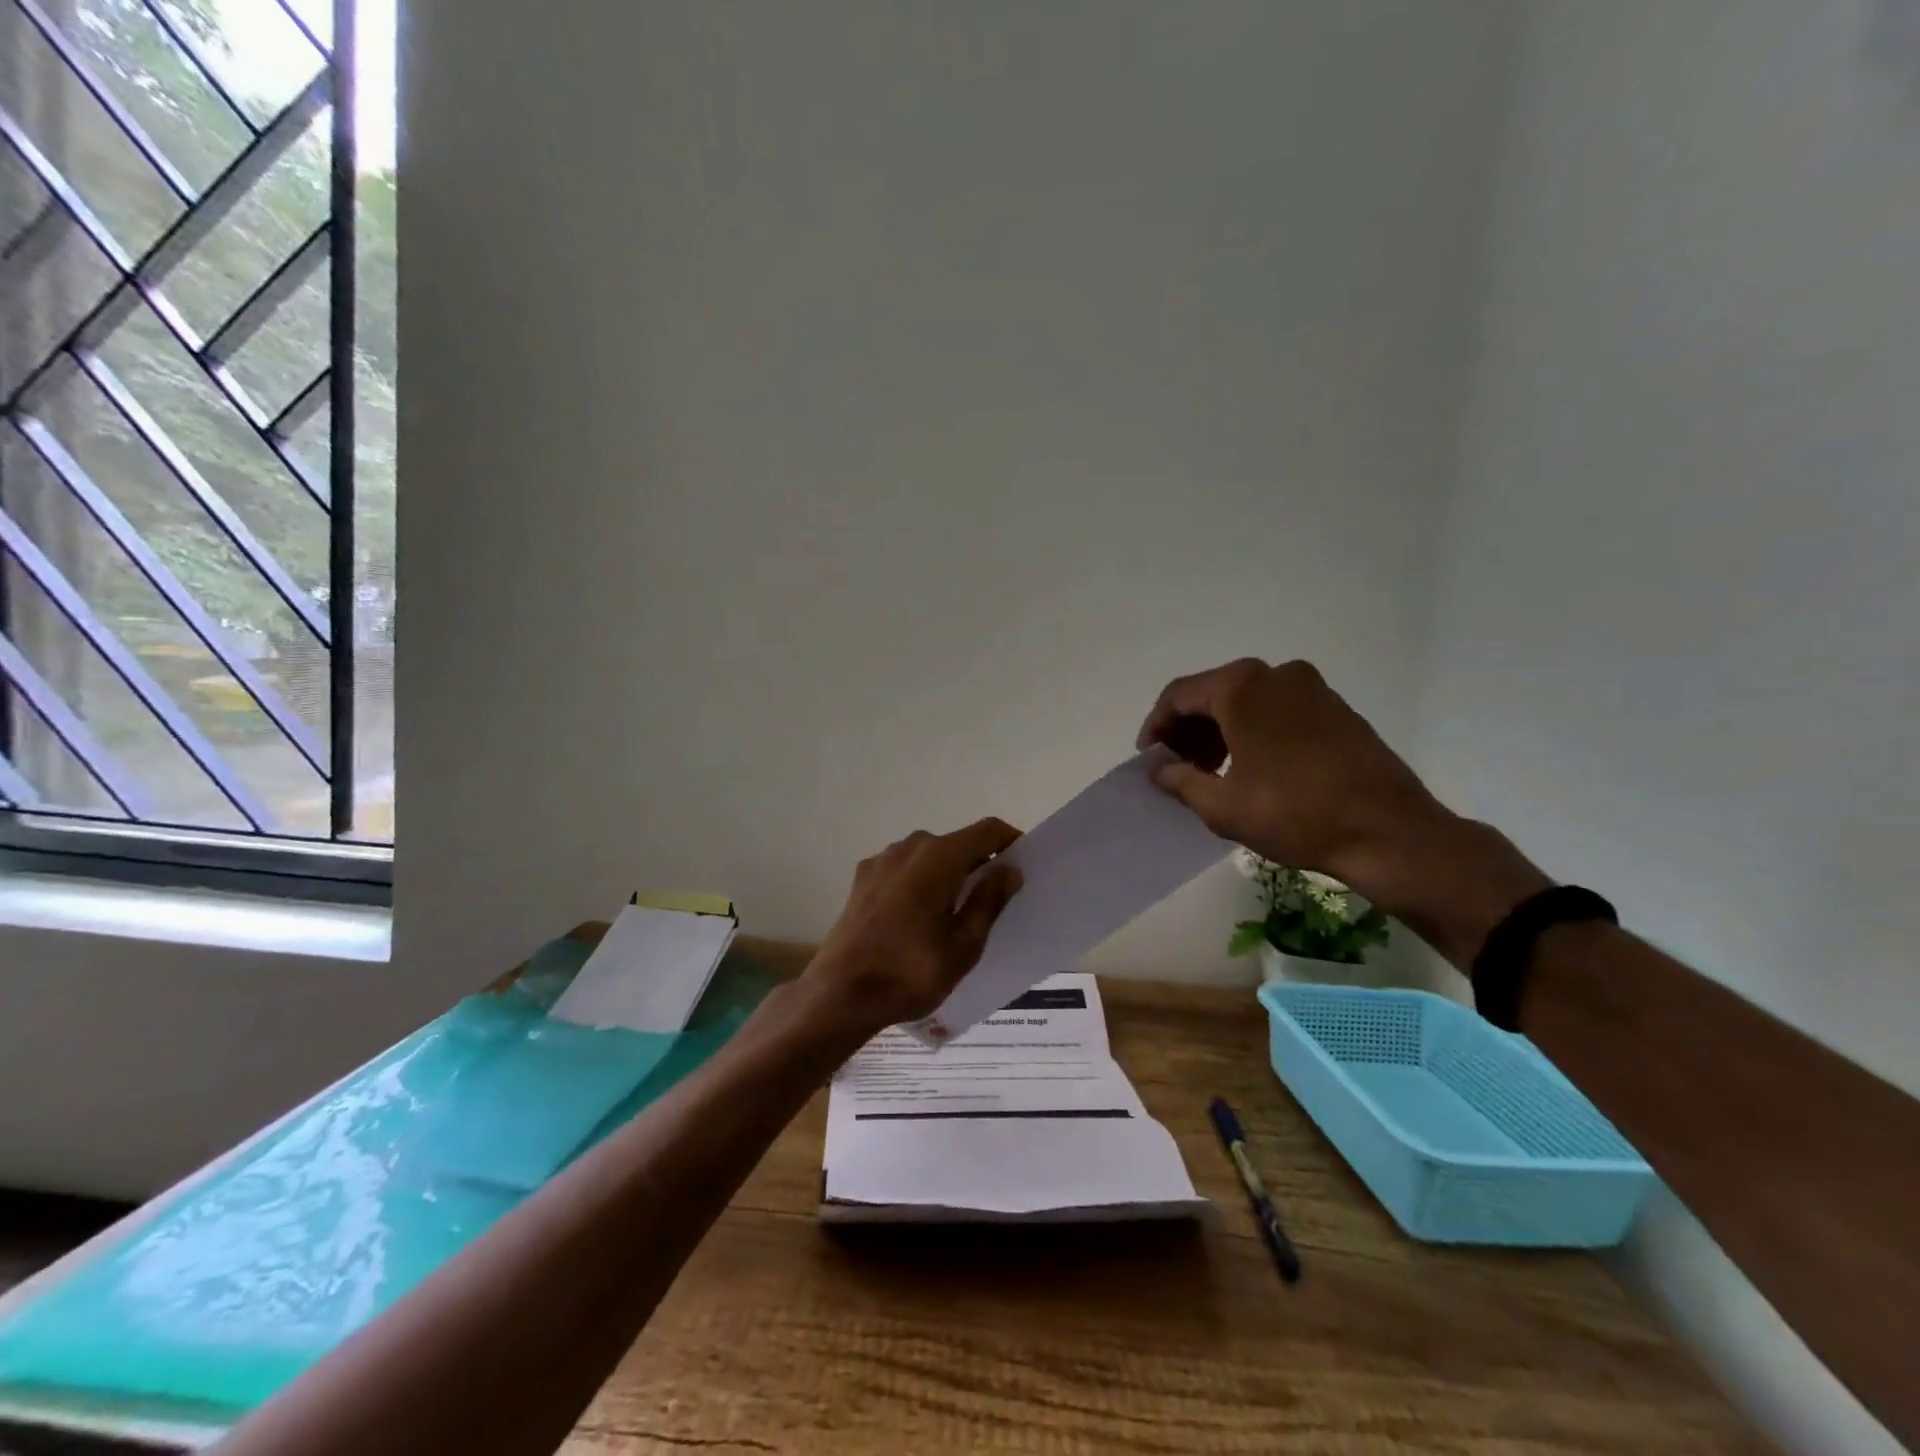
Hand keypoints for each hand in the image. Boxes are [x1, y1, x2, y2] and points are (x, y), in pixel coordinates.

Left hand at [798, 818, 1023, 1041]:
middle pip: (956, 843)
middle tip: (994, 898)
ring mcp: (881, 861)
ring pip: (928, 856)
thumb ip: (989, 901)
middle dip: (979, 863)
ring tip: (956, 912)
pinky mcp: (862, 879)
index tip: (1024, 864)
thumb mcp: (964, 945)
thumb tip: (1009, 869)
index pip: (987, 830)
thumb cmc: (910, 972)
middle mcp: (909, 847)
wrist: (839, 994)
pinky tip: (919, 918)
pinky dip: (921, 882)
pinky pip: (904, 870)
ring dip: (948, 873)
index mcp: (939, 857)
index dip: (1011, 841)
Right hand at [1138, 658, 1549, 962]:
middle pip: (1213, 693)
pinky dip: (1253, 730)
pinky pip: (1278, 709)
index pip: (1178, 695)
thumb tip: (1160, 770)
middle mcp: (1275, 673)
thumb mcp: (1222, 805)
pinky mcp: (1336, 707)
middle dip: (1188, 729)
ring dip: (1220, 731)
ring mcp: (1312, 687)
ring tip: (1212, 771)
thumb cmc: (1294, 813)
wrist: (1388, 831)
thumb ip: (1180, 780)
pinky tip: (1252, 767)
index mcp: (1241, 687)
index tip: (1148, 759)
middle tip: (1177, 767)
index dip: (1156, 726)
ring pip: (1247, 700)